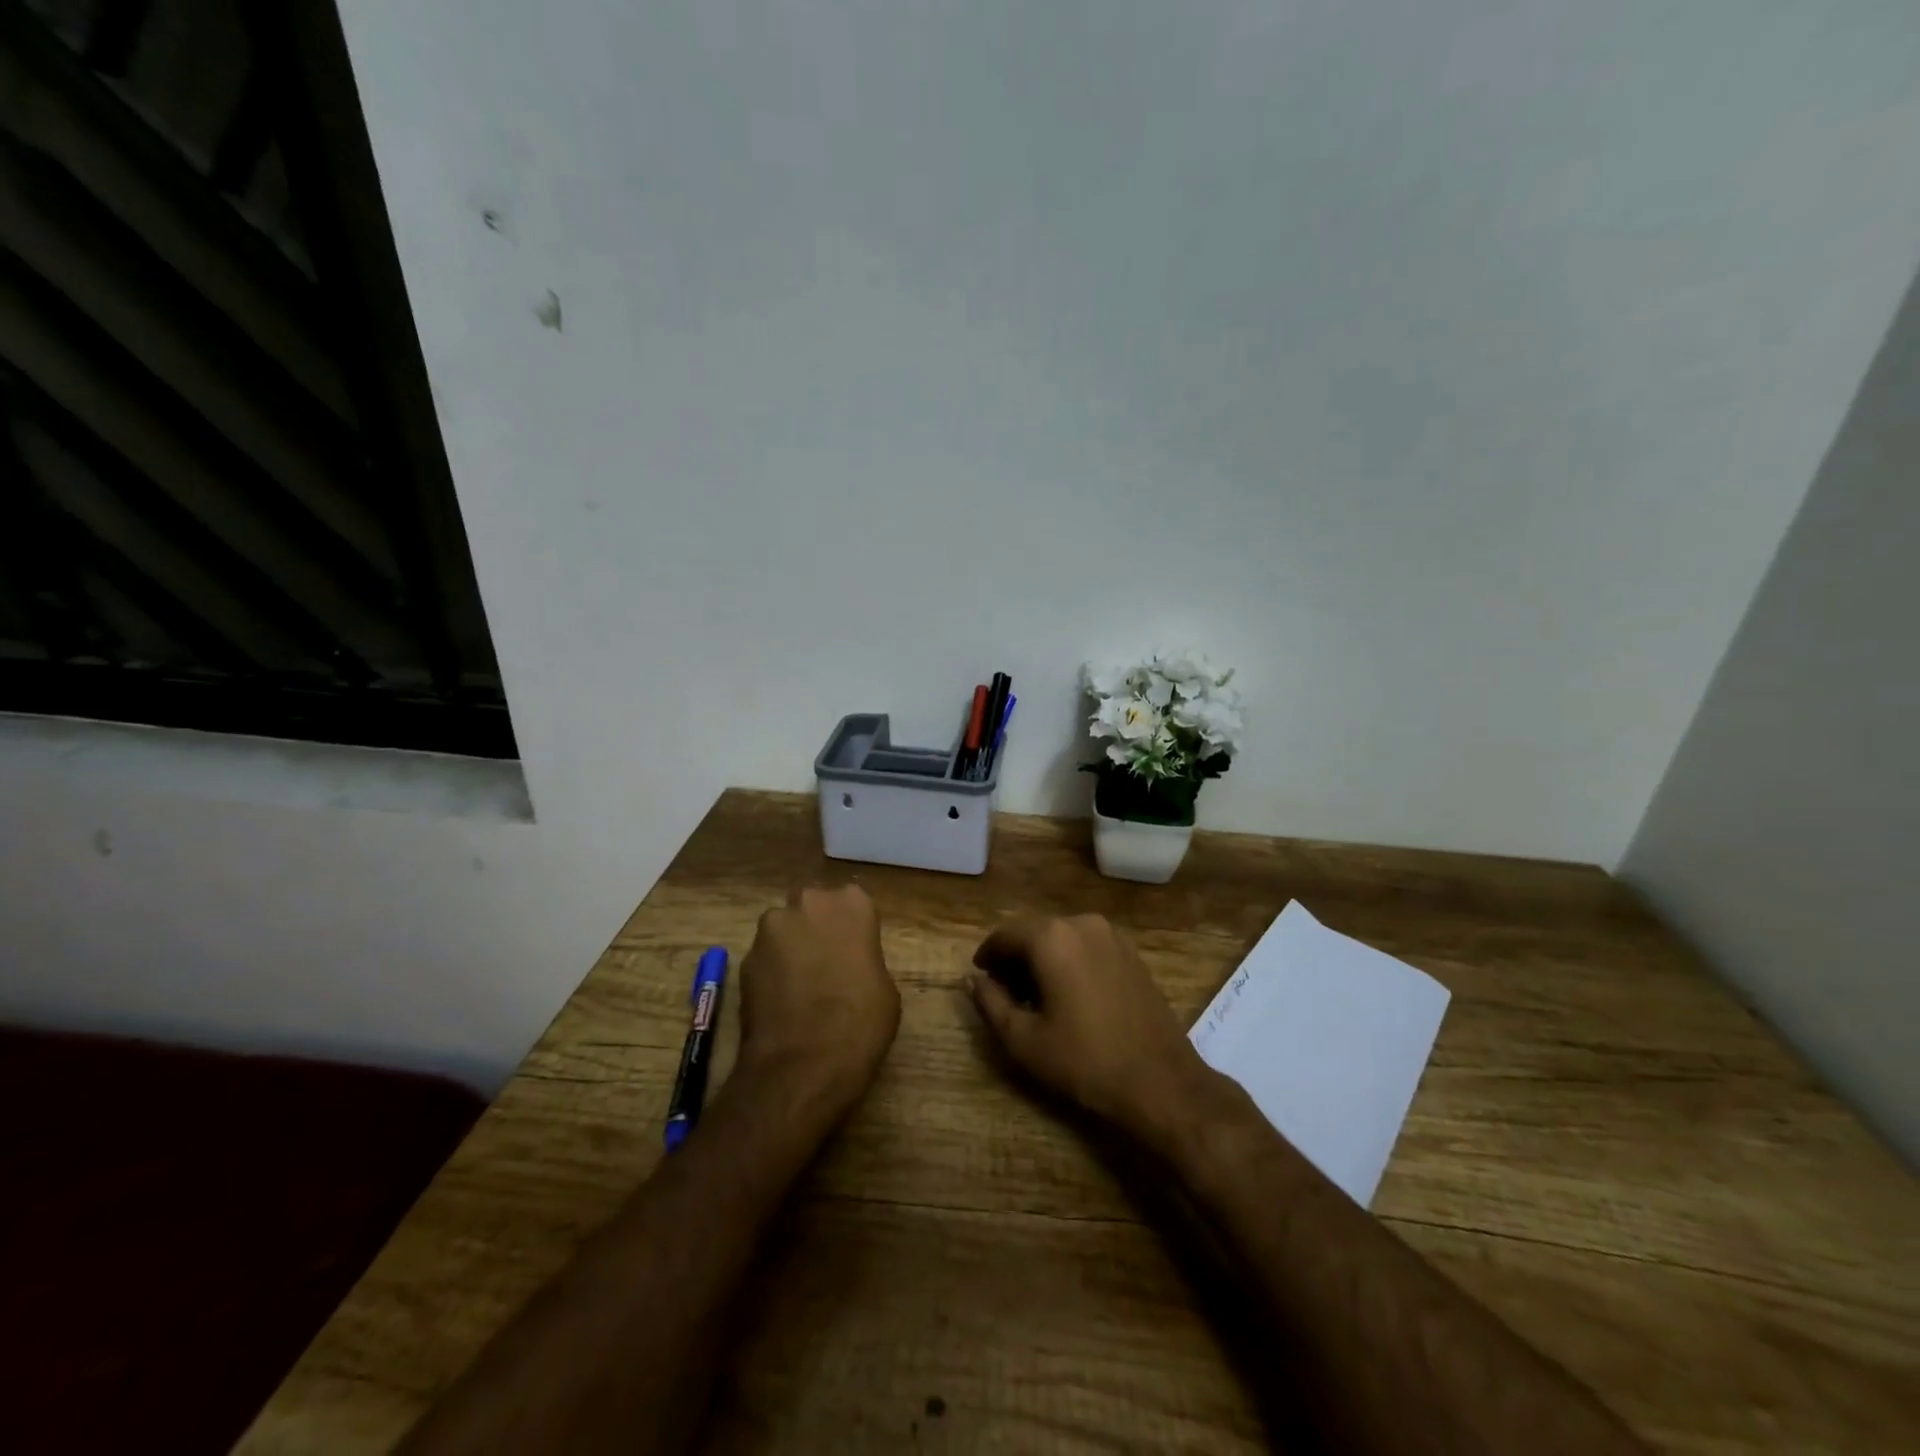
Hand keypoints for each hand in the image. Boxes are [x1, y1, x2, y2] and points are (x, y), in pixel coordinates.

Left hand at [736, 884, 900, 1105]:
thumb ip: (864, 960)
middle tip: (827, 963)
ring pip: (783, 928)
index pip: (853, 902)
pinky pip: (764, 956)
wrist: (804, 1064)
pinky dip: (771, 971)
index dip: (852, 927)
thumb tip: (850, 965)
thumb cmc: (860, 1022)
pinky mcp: (745, 958)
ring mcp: (772, 929)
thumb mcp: (884, 987)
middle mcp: (809, 903)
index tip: (855, 951)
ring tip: (800, 984)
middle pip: (813, 906)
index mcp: (852, 904)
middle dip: (816, 927)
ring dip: (791, 947)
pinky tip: (780, 1001)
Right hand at [967, 914, 1215, 1142]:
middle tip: (1003, 992)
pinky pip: (1087, 946)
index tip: (980, 977)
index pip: (1005, 934)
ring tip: (1035, 997)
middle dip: (1015, 957)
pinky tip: (1069, 994)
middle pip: (1034, 931)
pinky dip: (1069, 960)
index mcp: (1051, 937)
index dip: (987, 955)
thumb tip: (973, 980)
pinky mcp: (1131, 952)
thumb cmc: (1085, 1061)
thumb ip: (990, 1003)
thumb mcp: (1023, 1040)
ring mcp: (1111, 935)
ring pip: (1062, 937)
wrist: (1161, 1081)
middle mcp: (1081, 924)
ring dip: (1042, 958)